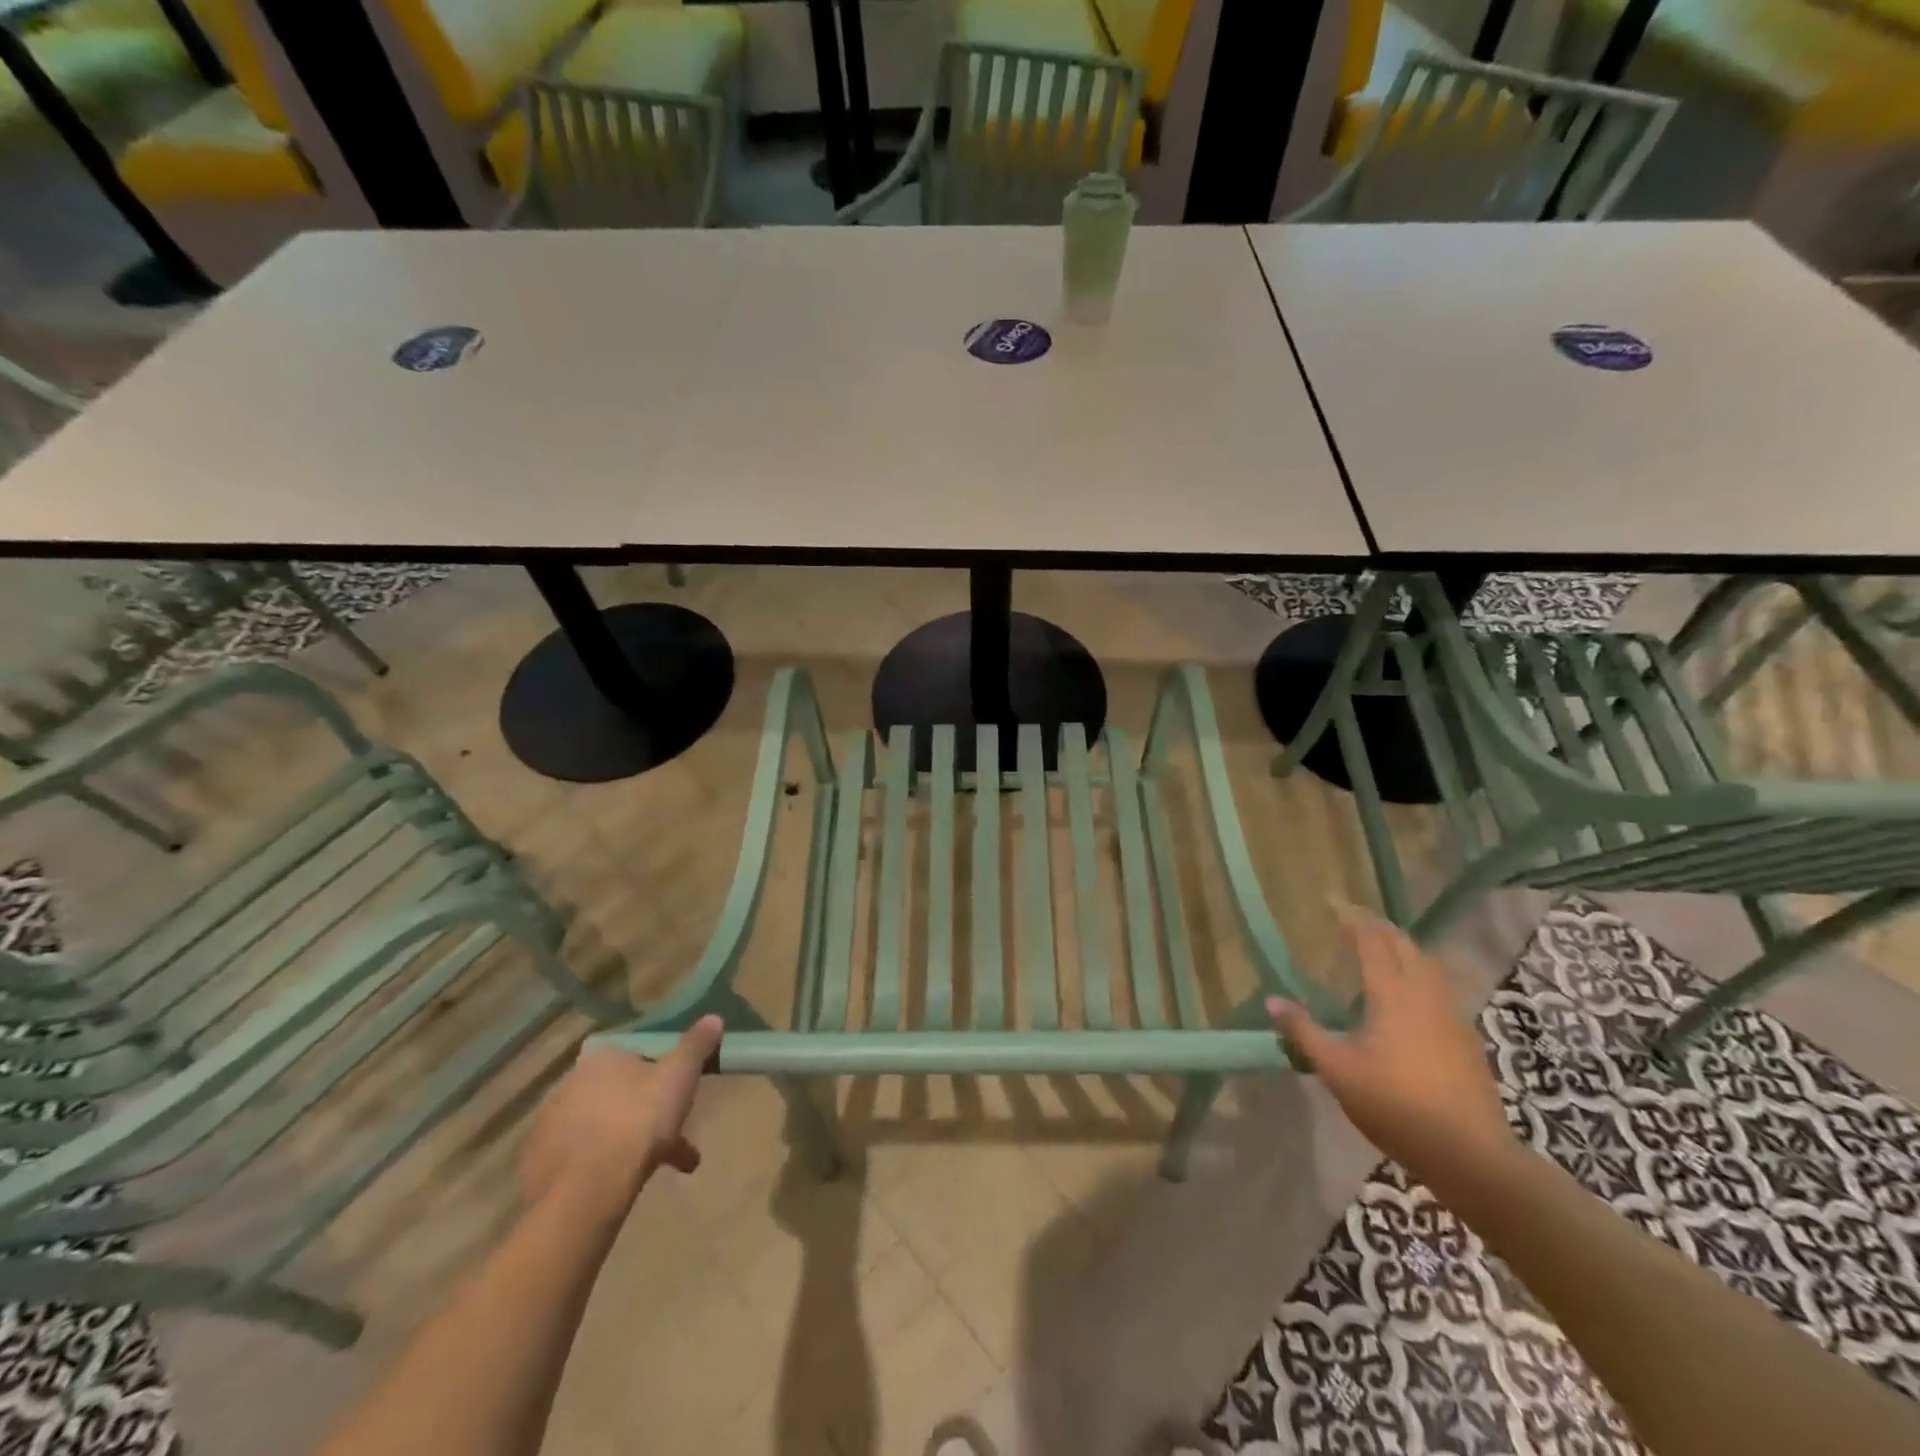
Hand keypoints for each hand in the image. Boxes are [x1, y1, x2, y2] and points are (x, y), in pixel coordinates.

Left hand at [520, 1016, 722, 1219]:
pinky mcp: (540, 1163)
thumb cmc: (639, 1118)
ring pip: (605, 1127)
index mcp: (603, 1057)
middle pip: (622, 1095)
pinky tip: (626, 1185)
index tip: (680, 1099)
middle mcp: (571, 1083)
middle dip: (650, 1116)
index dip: (662, 1078)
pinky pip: (584, 1156)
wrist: (588, 1188)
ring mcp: (552, 1124)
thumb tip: (713, 1017)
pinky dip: (605, 1166)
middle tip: (676, 1141)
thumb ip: (696, 1045)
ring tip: (660, 1169)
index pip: (636, 1058)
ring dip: (631, 1143)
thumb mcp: (680, 1075)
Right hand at [1269, 907, 1512, 1178]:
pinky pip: (1439, 988)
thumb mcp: (1337, 1070)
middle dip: (1379, 928)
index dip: (1352, 919)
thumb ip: (1304, 1032)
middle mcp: (1424, 994)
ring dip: (1403, 948)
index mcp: (1392, 994)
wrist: (1471, 1155)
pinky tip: (1409, 996)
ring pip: (1427, 965)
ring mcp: (1451, 1016)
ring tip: (1381, 950)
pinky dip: (1419, 974)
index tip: (1332, 904)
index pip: (1372, 941)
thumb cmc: (1396, 1106)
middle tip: (1353, 922)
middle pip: (1405, 945)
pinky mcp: (1465, 1038)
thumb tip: (1272, 1000)